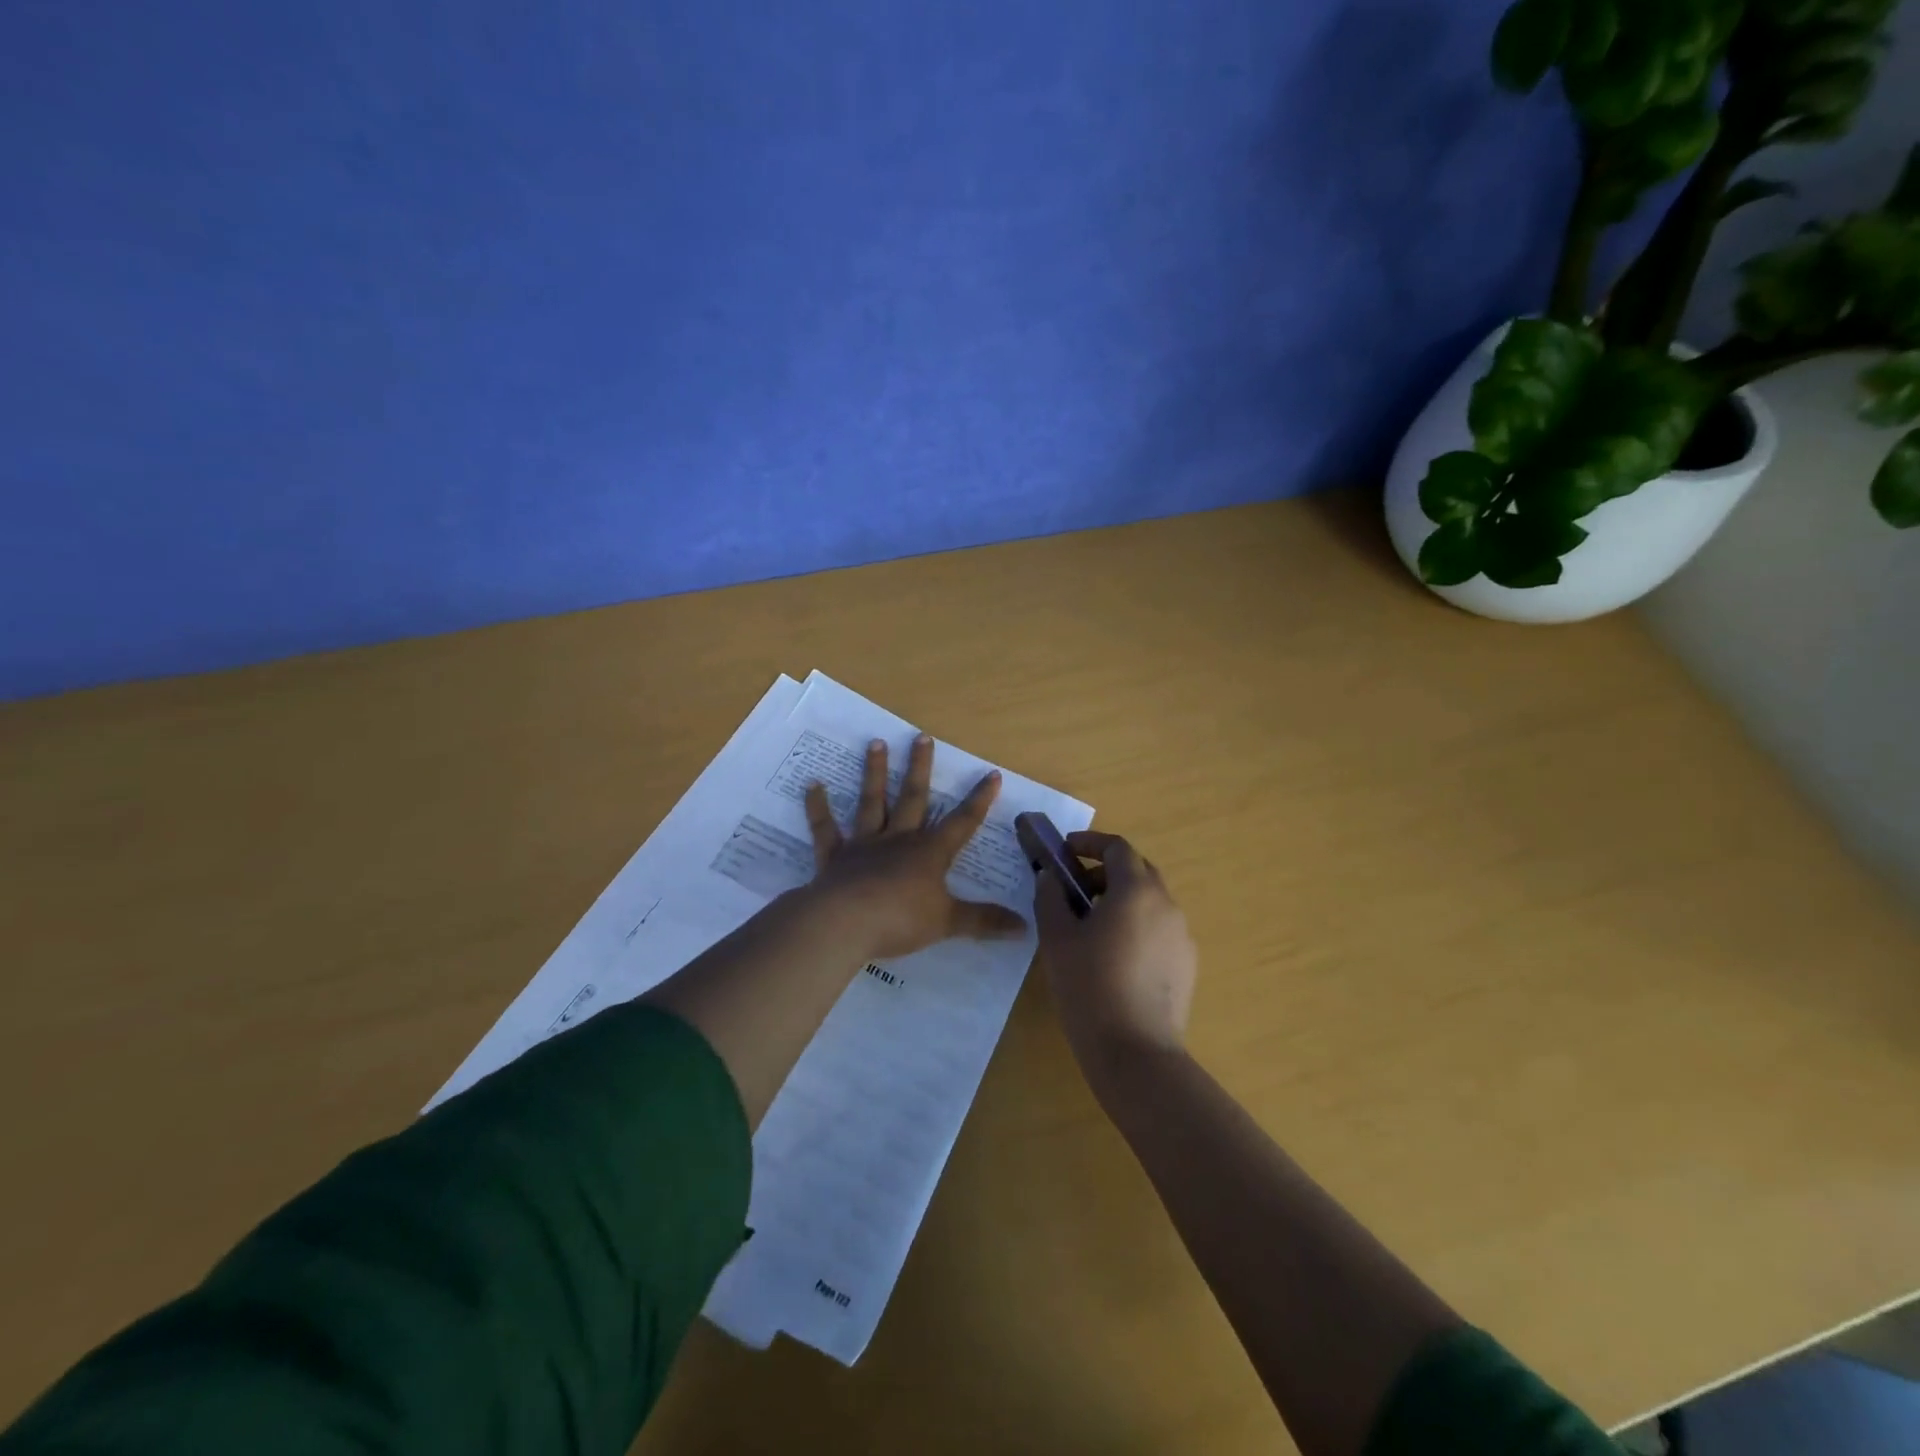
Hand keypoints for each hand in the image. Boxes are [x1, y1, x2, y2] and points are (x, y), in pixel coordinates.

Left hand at [803, 734, 1026, 960]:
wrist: (844, 923)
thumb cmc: (900, 920)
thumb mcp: (949, 923)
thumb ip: (984, 922)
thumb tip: (1025, 928)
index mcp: (929, 853)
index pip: (962, 823)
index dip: (979, 800)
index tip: (991, 773)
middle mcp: (898, 839)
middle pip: (913, 798)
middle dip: (920, 769)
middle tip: (921, 737)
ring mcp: (864, 845)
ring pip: (872, 802)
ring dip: (874, 773)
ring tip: (875, 743)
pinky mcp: (834, 856)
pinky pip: (826, 828)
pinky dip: (818, 807)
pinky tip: (812, 785)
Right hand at [1033, 830, 1197, 1078]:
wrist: (1135, 1053)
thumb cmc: (1089, 987)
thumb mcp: (1057, 939)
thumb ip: (1050, 898)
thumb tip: (1050, 877)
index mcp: (1136, 891)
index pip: (1117, 848)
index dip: (1090, 843)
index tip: (1066, 850)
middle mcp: (1166, 904)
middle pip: (1137, 871)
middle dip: (1105, 872)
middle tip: (1075, 889)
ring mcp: (1181, 935)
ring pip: (1150, 901)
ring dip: (1121, 900)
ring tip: (1091, 927)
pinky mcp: (1186, 964)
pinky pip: (1159, 929)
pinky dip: (1136, 926)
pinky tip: (1115, 957)